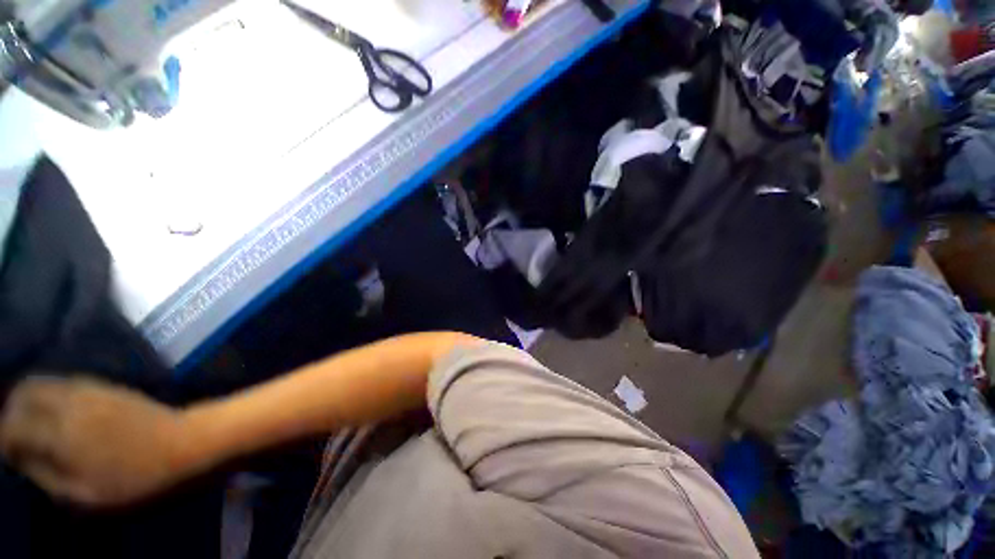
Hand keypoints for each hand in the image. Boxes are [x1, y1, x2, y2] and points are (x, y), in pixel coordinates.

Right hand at [0, 376, 193, 506]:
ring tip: (31, 422)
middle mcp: (70, 402)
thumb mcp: (85, 493)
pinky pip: (65, 381)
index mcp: (60, 432)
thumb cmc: (135, 476)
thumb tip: (21, 458)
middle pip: (24, 391)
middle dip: (10, 410)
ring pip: (43, 381)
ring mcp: (90, 388)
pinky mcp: (106, 384)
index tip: (7, 454)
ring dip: (28, 398)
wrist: (182, 442)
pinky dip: (49, 391)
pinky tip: (55, 411)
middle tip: (14, 433)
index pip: (13, 425)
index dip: (3, 439)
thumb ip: (46, 475)